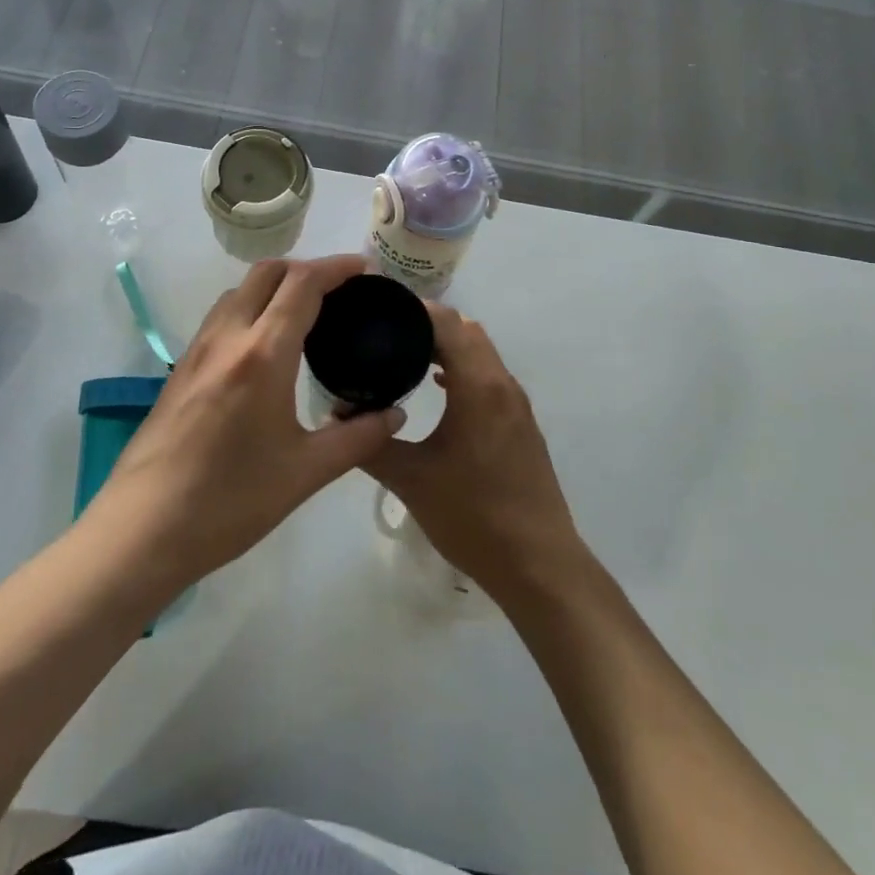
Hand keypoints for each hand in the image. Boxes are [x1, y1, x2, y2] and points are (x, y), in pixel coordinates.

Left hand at [87, 255, 403, 590]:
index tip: (366, 268)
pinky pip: (221, 316)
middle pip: (267, 273)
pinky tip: (266, 347)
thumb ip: (357, 437)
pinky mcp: (180, 369)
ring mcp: (197, 350)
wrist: (142, 530)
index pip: (302, 284)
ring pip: (239, 291)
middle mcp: (227, 338)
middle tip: (340, 290)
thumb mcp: (306, 473)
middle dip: (306, 268)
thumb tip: (396, 415)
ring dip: (275, 285)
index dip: (337, 267)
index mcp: (262, 354)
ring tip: (306, 313)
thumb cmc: (230, 501)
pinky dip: (251, 308)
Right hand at [367, 303, 582, 601]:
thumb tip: (336, 417)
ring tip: (405, 353)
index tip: (379, 309)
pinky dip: (463, 369)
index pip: (447, 323)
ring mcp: (516, 404)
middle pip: (466, 331)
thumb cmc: (473, 516)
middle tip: (386, 332)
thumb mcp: (412, 480)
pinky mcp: (521, 424)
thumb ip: (370, 444)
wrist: (538, 564)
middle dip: (428, 325)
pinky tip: (437, 388)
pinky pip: (489, 377)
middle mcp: (502, 383)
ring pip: (481, 353)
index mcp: (478, 385)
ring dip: (449, 346)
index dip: (414, 309)